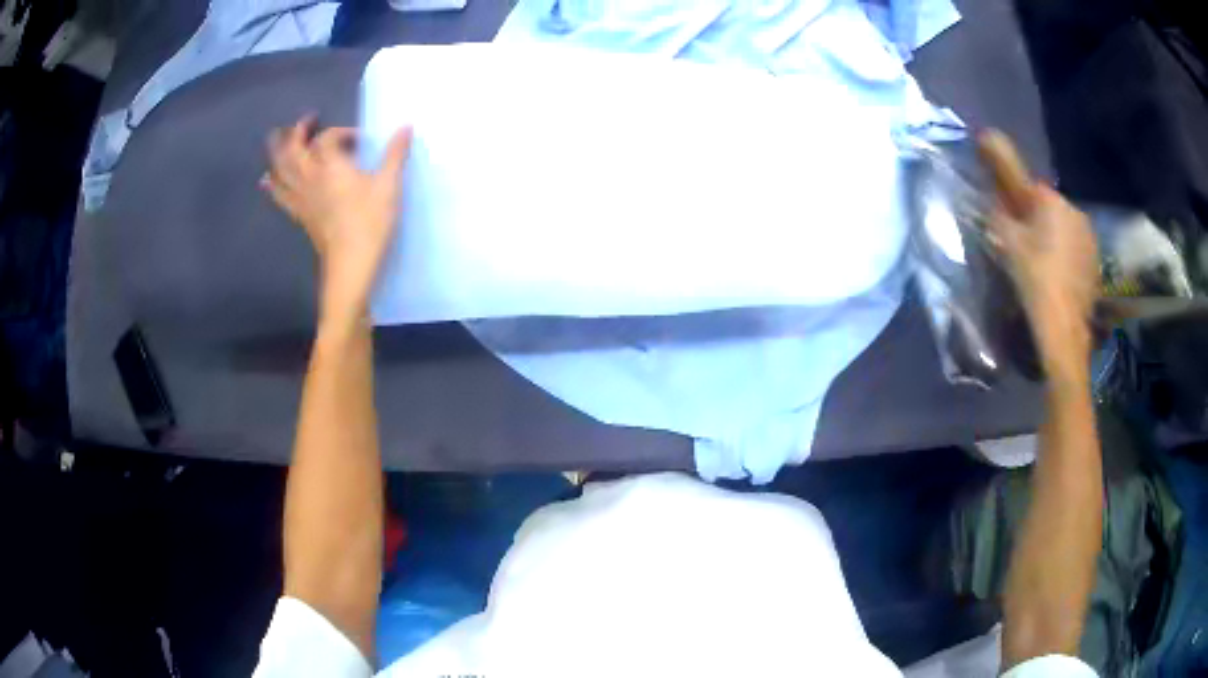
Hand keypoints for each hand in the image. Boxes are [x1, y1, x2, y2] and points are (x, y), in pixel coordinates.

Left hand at [263, 115, 412, 323]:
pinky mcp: (299, 214)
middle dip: (299, 131)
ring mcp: (301, 197)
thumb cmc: (371, 222)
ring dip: (278, 150)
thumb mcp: (389, 185)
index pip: (327, 138)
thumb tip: (406, 127)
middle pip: (294, 148)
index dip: (342, 132)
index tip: (359, 140)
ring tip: (278, 138)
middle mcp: (310, 177)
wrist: (350, 264)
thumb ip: (395, 154)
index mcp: (331, 165)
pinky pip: (279, 195)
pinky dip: (272, 183)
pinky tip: (267, 179)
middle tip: (309, 120)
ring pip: (281, 168)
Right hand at [978, 131, 1098, 376]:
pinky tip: (1057, 277)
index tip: (1007, 210)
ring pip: (1064, 228)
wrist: (1065, 329)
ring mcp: (1089, 238)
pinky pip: (1075, 249)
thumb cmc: (1035, 280)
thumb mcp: (1008, 243)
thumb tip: (992, 199)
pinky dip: (1065, 256)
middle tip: (1022, 244)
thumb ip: (998, 214)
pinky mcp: (1095, 262)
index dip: (1016, 196)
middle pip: (1048, 207)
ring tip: (1041, 264)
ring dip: (1052, 237)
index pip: (1029, 186)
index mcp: (1052, 200)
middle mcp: (1075, 211)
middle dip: (1035, 218)